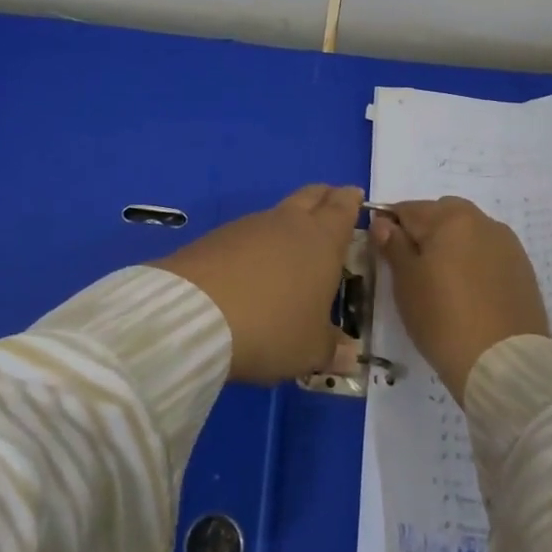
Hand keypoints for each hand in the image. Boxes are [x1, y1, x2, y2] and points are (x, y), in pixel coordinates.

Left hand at [157, 184, 362, 384]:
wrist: (196, 315)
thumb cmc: (272, 328)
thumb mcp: (309, 349)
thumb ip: (332, 349)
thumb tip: (349, 355)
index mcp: (322, 240)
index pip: (343, 207)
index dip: (350, 201)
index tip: (355, 196)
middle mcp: (289, 223)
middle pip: (311, 196)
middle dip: (324, 197)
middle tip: (331, 203)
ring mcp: (250, 226)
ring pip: (277, 213)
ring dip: (288, 222)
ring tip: (291, 244)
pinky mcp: (217, 237)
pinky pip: (247, 232)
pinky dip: (256, 241)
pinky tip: (252, 265)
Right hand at [372, 197, 548, 402]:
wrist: (503, 363)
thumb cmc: (442, 318)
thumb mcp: (406, 282)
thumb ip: (393, 245)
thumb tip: (383, 223)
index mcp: (450, 217)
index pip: (408, 209)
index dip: (389, 226)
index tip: (382, 250)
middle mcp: (482, 221)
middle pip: (442, 214)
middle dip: (424, 231)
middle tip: (412, 267)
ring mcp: (507, 245)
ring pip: (468, 233)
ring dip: (451, 245)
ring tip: (441, 281)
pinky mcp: (523, 269)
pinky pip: (488, 253)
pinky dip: (473, 262)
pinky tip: (467, 290)